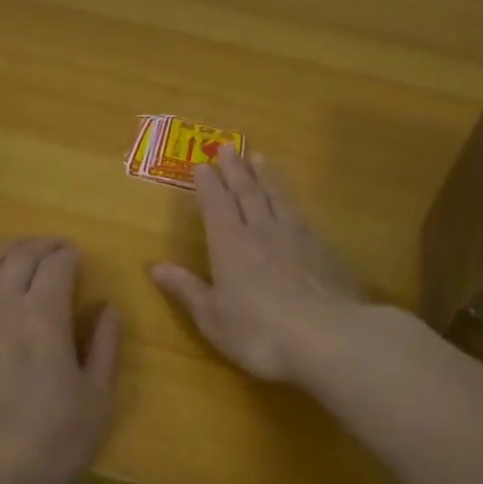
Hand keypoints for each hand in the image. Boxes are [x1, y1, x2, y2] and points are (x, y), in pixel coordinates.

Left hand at [0, 238, 119, 483]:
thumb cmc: (47, 441)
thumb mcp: (96, 400)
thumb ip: (105, 347)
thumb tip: (108, 308)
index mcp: (42, 314)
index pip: (56, 263)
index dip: (69, 254)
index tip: (78, 255)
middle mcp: (0, 305)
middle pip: (19, 255)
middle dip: (42, 245)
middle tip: (56, 248)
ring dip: (10, 252)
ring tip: (24, 256)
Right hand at [150, 148, 361, 382]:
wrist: (327, 336)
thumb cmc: (259, 332)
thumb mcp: (213, 318)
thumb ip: (186, 289)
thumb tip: (155, 266)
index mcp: (229, 245)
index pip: (216, 205)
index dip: (208, 184)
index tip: (202, 164)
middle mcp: (261, 231)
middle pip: (247, 192)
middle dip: (235, 170)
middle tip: (228, 147)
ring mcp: (296, 236)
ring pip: (277, 197)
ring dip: (266, 176)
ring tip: (260, 159)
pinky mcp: (323, 248)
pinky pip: (301, 213)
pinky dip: (291, 200)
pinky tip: (293, 202)